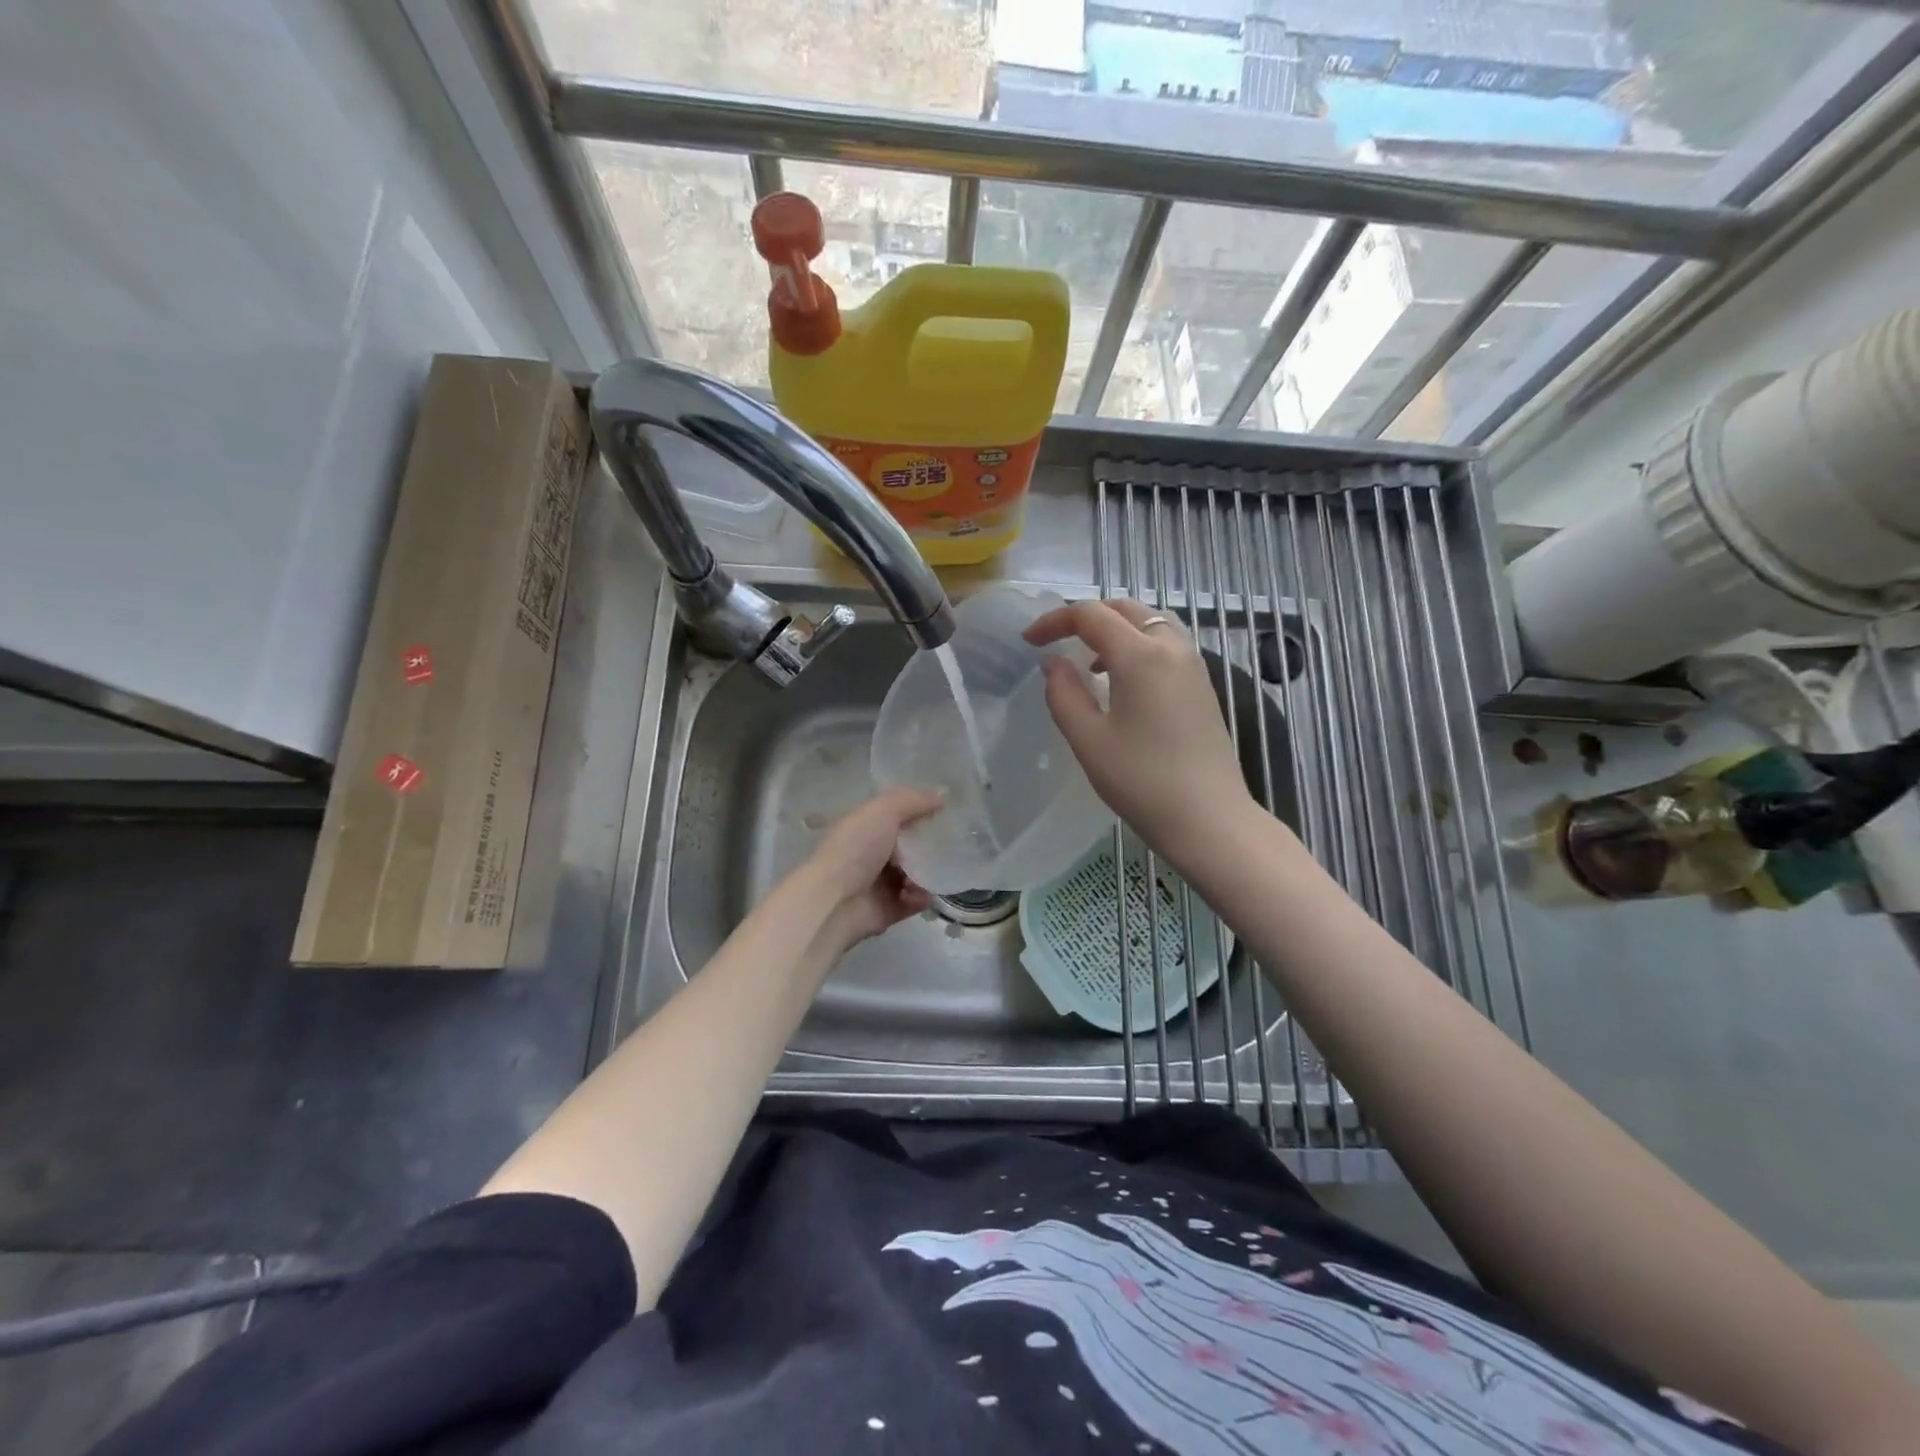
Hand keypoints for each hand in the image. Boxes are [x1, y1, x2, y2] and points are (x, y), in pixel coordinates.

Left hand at [802, 788, 942, 952]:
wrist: (834, 902)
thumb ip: (913, 800)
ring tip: (942, 870)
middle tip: (956, 840)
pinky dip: (923, 898)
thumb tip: (943, 793)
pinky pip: (913, 901)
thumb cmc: (856, 849)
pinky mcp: (887, 909)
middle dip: (929, 843)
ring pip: (914, 873)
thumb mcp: (883, 811)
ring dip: (928, 872)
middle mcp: (870, 852)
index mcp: (864, 826)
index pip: (895, 813)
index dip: (919, 808)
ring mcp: (877, 883)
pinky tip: (927, 894)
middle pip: (908, 844)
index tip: (947, 808)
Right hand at [1024, 599, 1252, 862]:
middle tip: (1057, 641)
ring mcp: (1193, 665)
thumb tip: (1054, 664)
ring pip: (1150, 622)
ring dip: (1115, 628)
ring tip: (1088, 660)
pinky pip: (1166, 643)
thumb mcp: (1088, 740)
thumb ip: (1063, 694)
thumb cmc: (1142, 781)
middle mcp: (1172, 647)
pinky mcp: (1203, 685)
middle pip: (1125, 608)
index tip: (1029, 641)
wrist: (1209, 819)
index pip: (1091, 615)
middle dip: (1086, 616)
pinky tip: (1122, 680)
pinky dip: (1137, 644)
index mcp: (1140, 655)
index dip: (1054, 620)